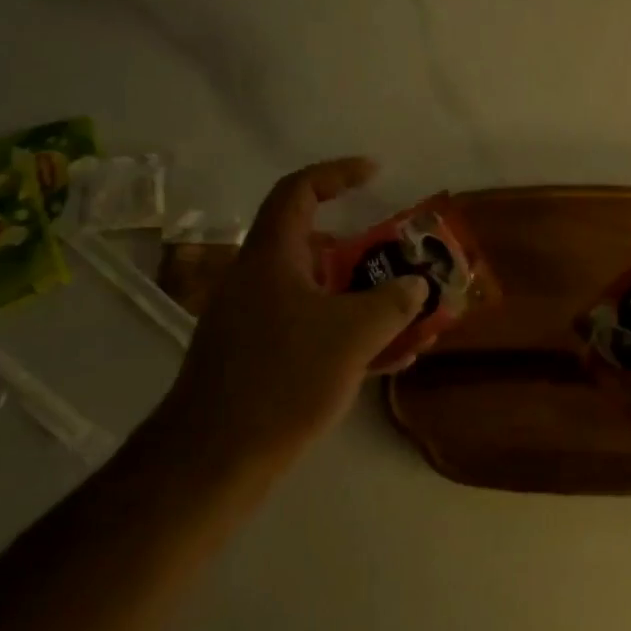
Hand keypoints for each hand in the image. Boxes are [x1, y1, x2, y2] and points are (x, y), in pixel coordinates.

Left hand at [160, 158, 434, 469]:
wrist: (214, 457)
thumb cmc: (283, 379)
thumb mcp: (352, 335)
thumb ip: (393, 302)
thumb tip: (416, 285)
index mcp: (272, 256)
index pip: (300, 190)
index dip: (338, 172)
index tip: (376, 174)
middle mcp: (259, 278)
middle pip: (316, 245)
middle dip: (366, 251)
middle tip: (403, 260)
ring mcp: (255, 320)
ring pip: (319, 292)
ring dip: (364, 298)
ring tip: (411, 316)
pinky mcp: (258, 357)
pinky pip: (311, 328)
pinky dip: (347, 333)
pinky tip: (388, 359)